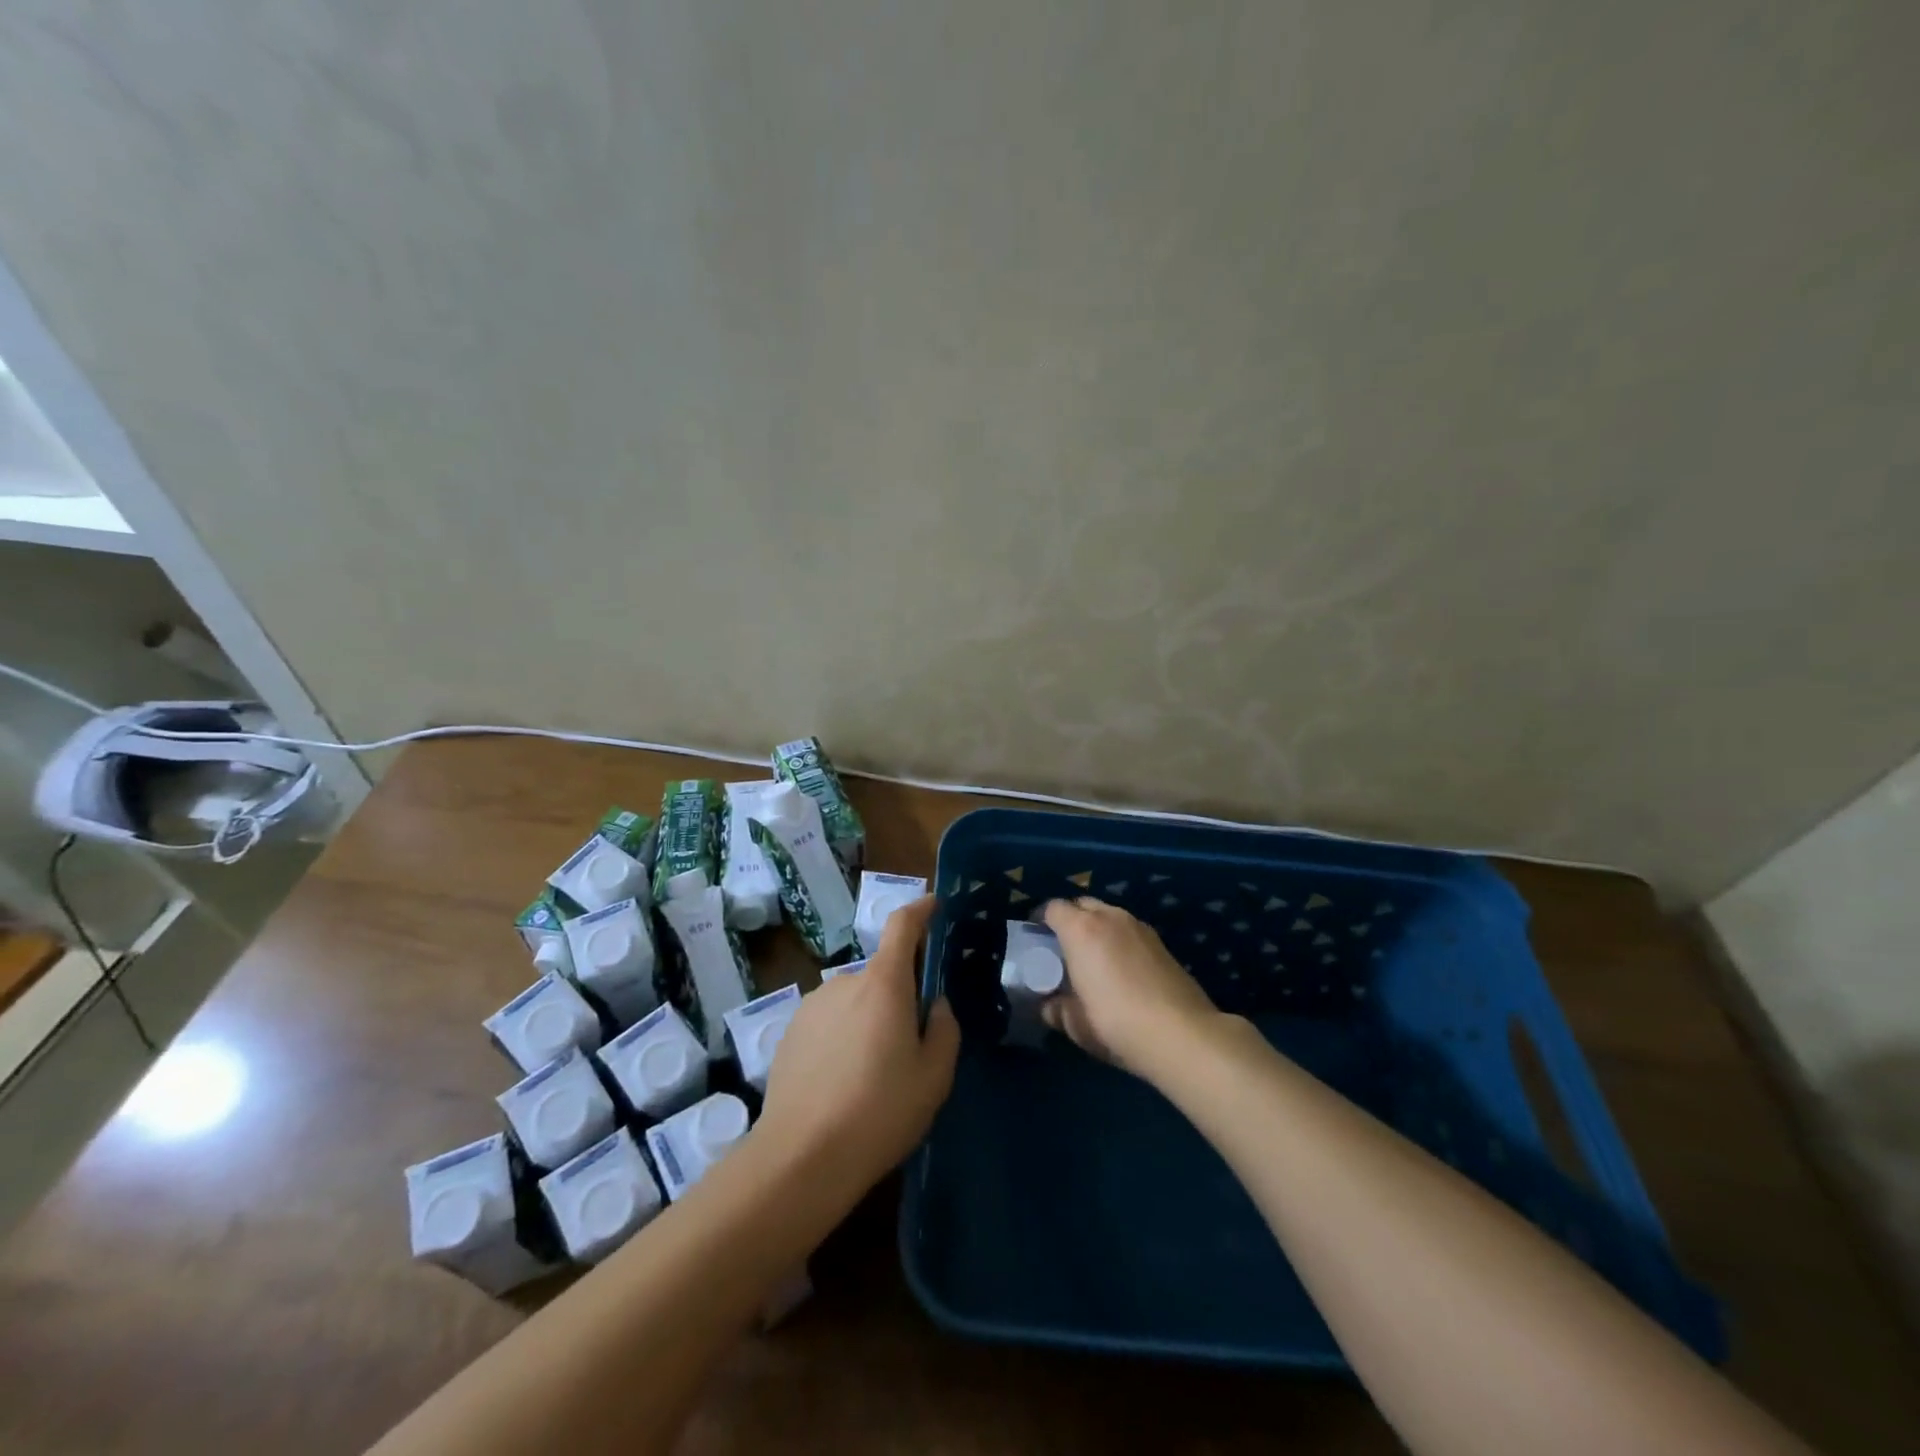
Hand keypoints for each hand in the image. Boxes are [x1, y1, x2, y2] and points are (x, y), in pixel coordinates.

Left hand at [756, 895, 958, 1206]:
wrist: (801, 1157)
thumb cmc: (880, 1111)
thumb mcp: (934, 1076)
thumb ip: (944, 1029)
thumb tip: (936, 1005)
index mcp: (884, 984)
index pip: (902, 925)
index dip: (920, 909)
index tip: (933, 904)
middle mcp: (845, 982)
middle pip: (881, 974)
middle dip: (899, 996)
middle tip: (910, 1045)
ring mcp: (812, 1005)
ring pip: (854, 1001)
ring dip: (868, 1020)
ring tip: (872, 1075)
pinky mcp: (789, 1032)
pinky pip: (829, 1022)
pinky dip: (842, 1037)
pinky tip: (842, 1084)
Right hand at [1040, 896, 1221, 1078]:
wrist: (1181, 1034)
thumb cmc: (1115, 1023)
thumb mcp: (1075, 1023)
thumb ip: (1056, 1008)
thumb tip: (1050, 1005)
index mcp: (1080, 929)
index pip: (1052, 908)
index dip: (1041, 921)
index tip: (1037, 940)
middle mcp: (1110, 917)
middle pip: (1082, 904)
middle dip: (1070, 920)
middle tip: (1064, 949)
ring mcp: (1139, 927)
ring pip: (1109, 915)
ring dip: (1097, 929)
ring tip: (1094, 960)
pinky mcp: (1162, 942)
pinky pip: (1129, 931)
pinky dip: (1120, 941)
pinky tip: (1123, 970)